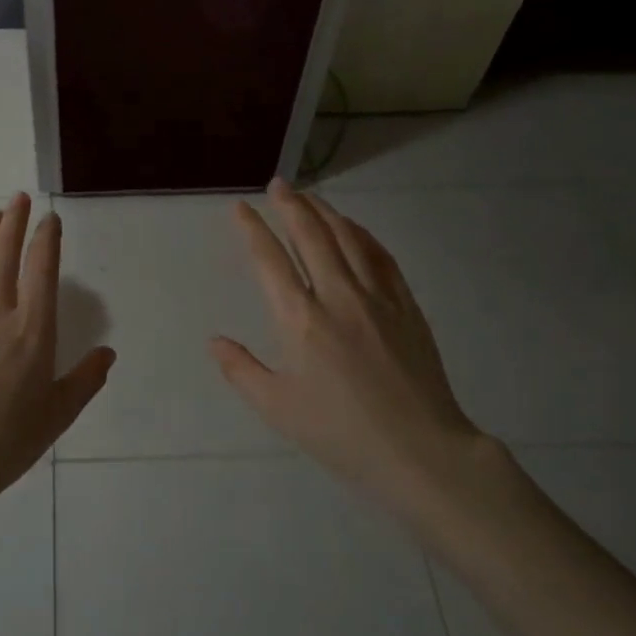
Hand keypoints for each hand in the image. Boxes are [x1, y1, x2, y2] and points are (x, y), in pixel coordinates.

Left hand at [0, 192, 115, 492]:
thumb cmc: (9, 440)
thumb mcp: (58, 414)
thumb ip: (86, 379)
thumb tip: (108, 352)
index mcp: (34, 329)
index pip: (43, 269)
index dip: (47, 239)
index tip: (49, 219)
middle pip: (5, 254)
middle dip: (14, 221)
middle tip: (18, 199)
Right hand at [210, 179, 497, 524]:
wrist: (420, 451)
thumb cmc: (340, 433)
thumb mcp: (277, 408)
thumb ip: (241, 370)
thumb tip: (215, 340)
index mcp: (300, 320)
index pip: (270, 260)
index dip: (252, 229)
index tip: (239, 207)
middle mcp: (337, 296)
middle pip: (311, 236)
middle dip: (290, 205)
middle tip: (277, 184)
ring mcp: (377, 298)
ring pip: (348, 239)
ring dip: (326, 212)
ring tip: (310, 196)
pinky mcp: (406, 307)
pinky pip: (382, 257)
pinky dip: (363, 235)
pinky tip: (355, 229)